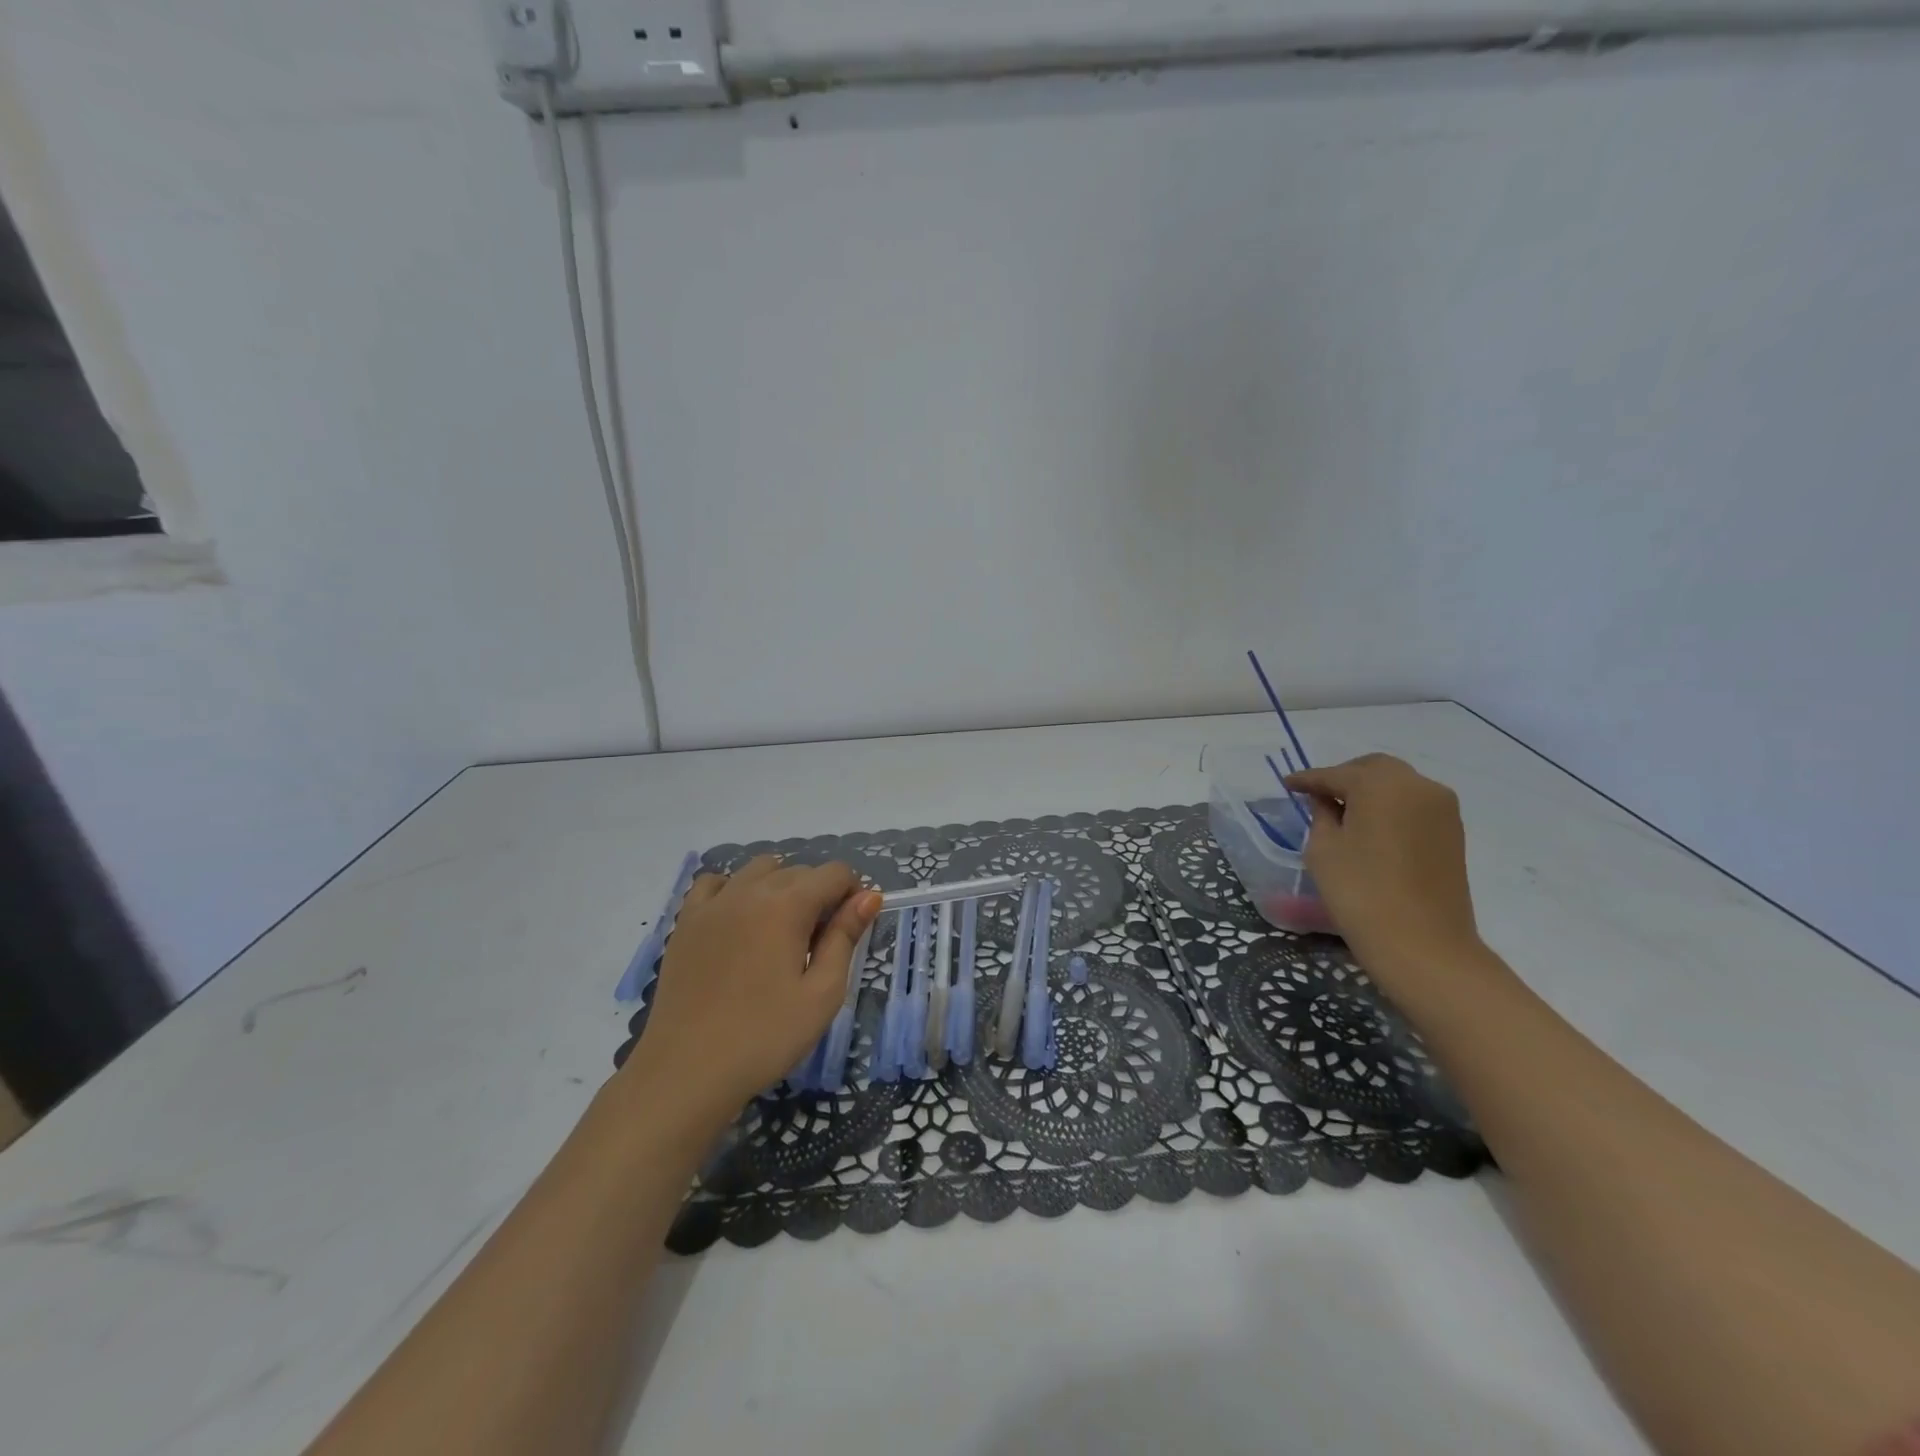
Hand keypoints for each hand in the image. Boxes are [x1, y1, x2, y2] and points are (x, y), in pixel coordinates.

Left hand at [623, 856, 881, 1116]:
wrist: (686, 1071)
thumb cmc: (765, 1036)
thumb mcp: (822, 993)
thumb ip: (845, 937)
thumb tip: (869, 896)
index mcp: (787, 905)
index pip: (834, 873)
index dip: (852, 894)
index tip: (851, 930)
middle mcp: (749, 890)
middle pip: (798, 870)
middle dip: (819, 894)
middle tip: (819, 944)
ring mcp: (713, 903)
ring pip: (759, 870)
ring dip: (780, 886)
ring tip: (781, 931)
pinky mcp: (686, 922)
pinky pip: (715, 883)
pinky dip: (734, 889)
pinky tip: (739, 920)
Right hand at [1284, 754, 1482, 980]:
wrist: (1423, 945)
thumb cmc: (1361, 892)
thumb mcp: (1323, 849)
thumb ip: (1322, 815)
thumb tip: (1327, 801)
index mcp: (1381, 784)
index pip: (1335, 774)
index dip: (1307, 780)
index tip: (1287, 785)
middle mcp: (1418, 785)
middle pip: (1374, 769)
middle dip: (1343, 777)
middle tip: (1318, 796)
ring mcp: (1442, 808)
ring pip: (1398, 785)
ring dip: (1370, 791)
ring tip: (1344, 812)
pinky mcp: (1453, 832)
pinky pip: (1414, 805)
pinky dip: (1391, 807)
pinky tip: (1371, 828)